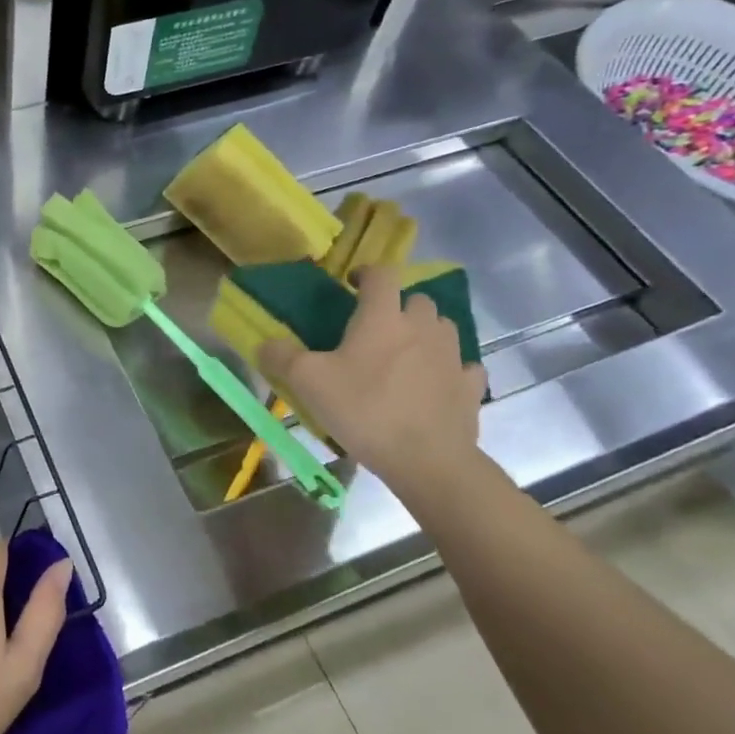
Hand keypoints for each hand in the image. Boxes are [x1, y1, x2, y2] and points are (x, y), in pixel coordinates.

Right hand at [260, 262, 487, 491]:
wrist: (427, 459)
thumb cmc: (364, 410)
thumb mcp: (308, 383)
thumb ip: (281, 358)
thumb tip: (264, 344)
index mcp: (383, 318)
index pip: (382, 274)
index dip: (367, 273)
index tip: (353, 285)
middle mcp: (422, 327)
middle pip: (417, 299)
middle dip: (398, 306)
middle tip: (376, 328)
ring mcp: (453, 356)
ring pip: (443, 328)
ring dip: (425, 333)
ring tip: (405, 354)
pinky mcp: (470, 387)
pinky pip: (463, 367)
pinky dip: (450, 370)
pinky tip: (435, 384)